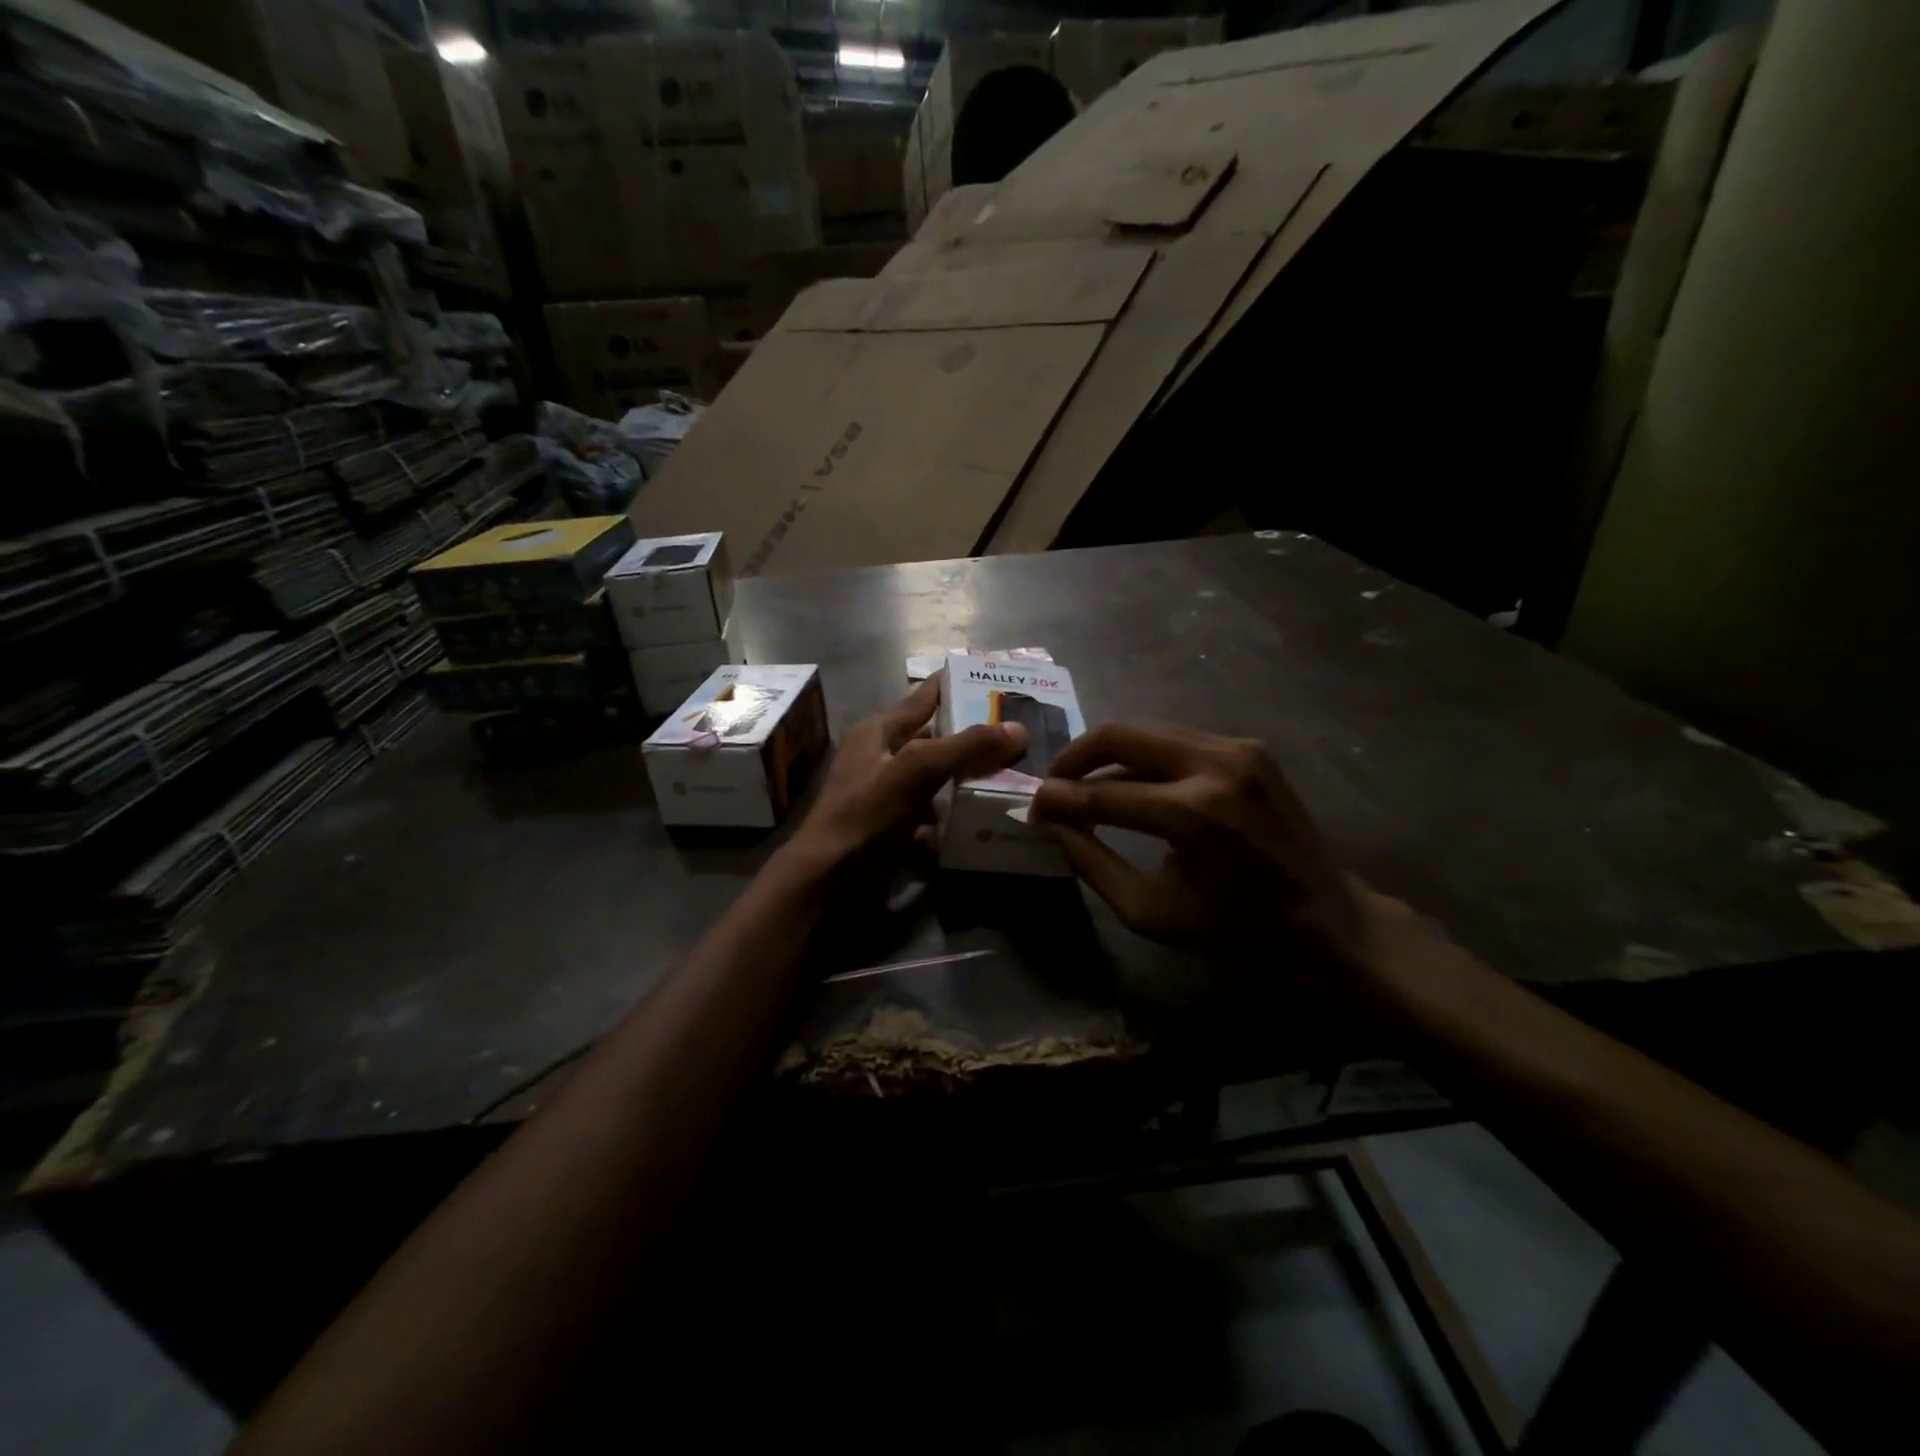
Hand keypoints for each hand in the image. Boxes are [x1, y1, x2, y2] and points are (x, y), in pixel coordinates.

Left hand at [789, 676, 1027, 875]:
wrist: (825, 876)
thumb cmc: (866, 814)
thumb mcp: (917, 772)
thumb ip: (966, 747)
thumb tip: (1018, 729)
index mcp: (880, 729)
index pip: (925, 695)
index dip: (958, 683)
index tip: (999, 678)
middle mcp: (880, 754)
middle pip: (934, 737)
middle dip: (972, 737)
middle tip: (1019, 734)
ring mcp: (883, 790)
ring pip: (934, 775)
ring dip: (965, 777)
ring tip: (1009, 774)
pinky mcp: (889, 823)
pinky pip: (928, 811)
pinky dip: (950, 814)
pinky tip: (978, 820)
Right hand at [1030, 721, 1375, 978]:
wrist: (1327, 917)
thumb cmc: (1234, 929)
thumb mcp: (1149, 911)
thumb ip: (1091, 862)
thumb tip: (1052, 821)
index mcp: (1193, 815)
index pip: (1102, 793)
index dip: (1058, 798)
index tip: (1033, 807)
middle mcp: (1215, 766)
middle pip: (1121, 733)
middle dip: (1076, 755)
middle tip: (1054, 782)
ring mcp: (1237, 748)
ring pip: (1147, 728)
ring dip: (1107, 751)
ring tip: (1083, 780)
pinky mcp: (1248, 746)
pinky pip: (1176, 738)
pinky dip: (1143, 754)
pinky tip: (1130, 780)